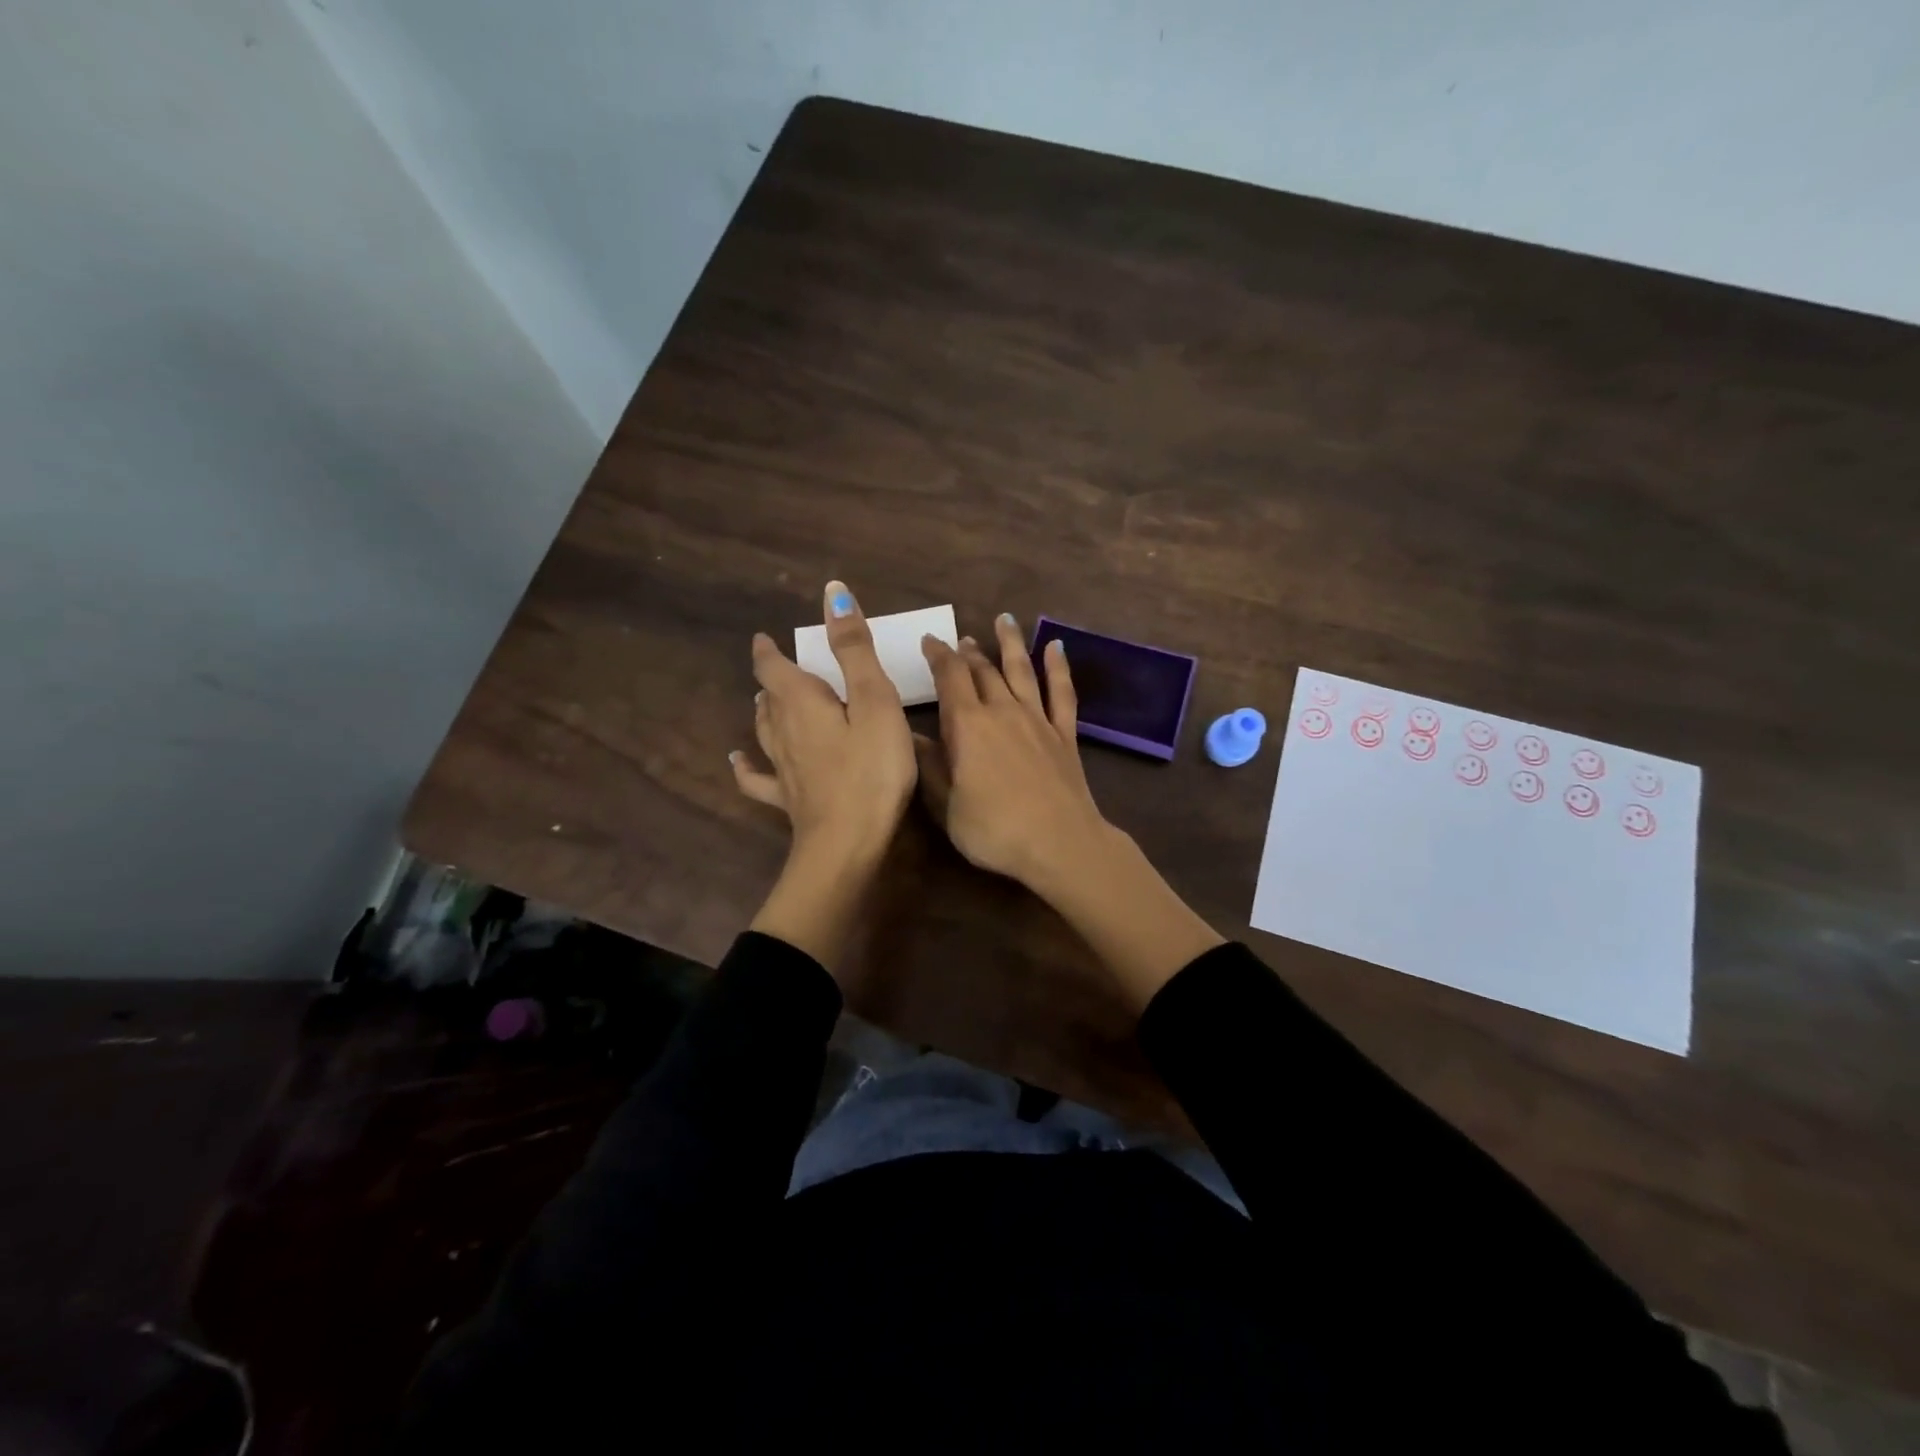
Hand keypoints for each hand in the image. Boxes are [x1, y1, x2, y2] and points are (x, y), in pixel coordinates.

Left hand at [732, 581, 916, 974]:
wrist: (848, 843)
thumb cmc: (871, 768)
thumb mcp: (873, 701)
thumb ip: (853, 649)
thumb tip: (832, 592)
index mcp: (801, 702)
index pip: (775, 667)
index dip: (769, 651)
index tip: (765, 638)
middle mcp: (782, 731)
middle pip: (769, 698)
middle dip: (772, 679)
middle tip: (778, 668)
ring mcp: (782, 768)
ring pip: (764, 731)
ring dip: (762, 711)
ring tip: (763, 701)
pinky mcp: (788, 799)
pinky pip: (757, 777)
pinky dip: (746, 764)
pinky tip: (737, 761)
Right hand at [915, 614, 1109, 891]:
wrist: (1059, 843)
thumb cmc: (994, 829)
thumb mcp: (945, 806)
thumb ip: (928, 767)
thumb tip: (907, 735)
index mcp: (967, 725)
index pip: (950, 678)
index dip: (938, 656)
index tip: (929, 641)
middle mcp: (1002, 711)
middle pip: (984, 670)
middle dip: (969, 652)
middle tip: (961, 640)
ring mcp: (1037, 719)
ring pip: (1021, 670)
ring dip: (1011, 643)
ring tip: (1004, 619)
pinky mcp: (1064, 733)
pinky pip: (1062, 692)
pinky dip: (1058, 667)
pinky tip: (1057, 646)